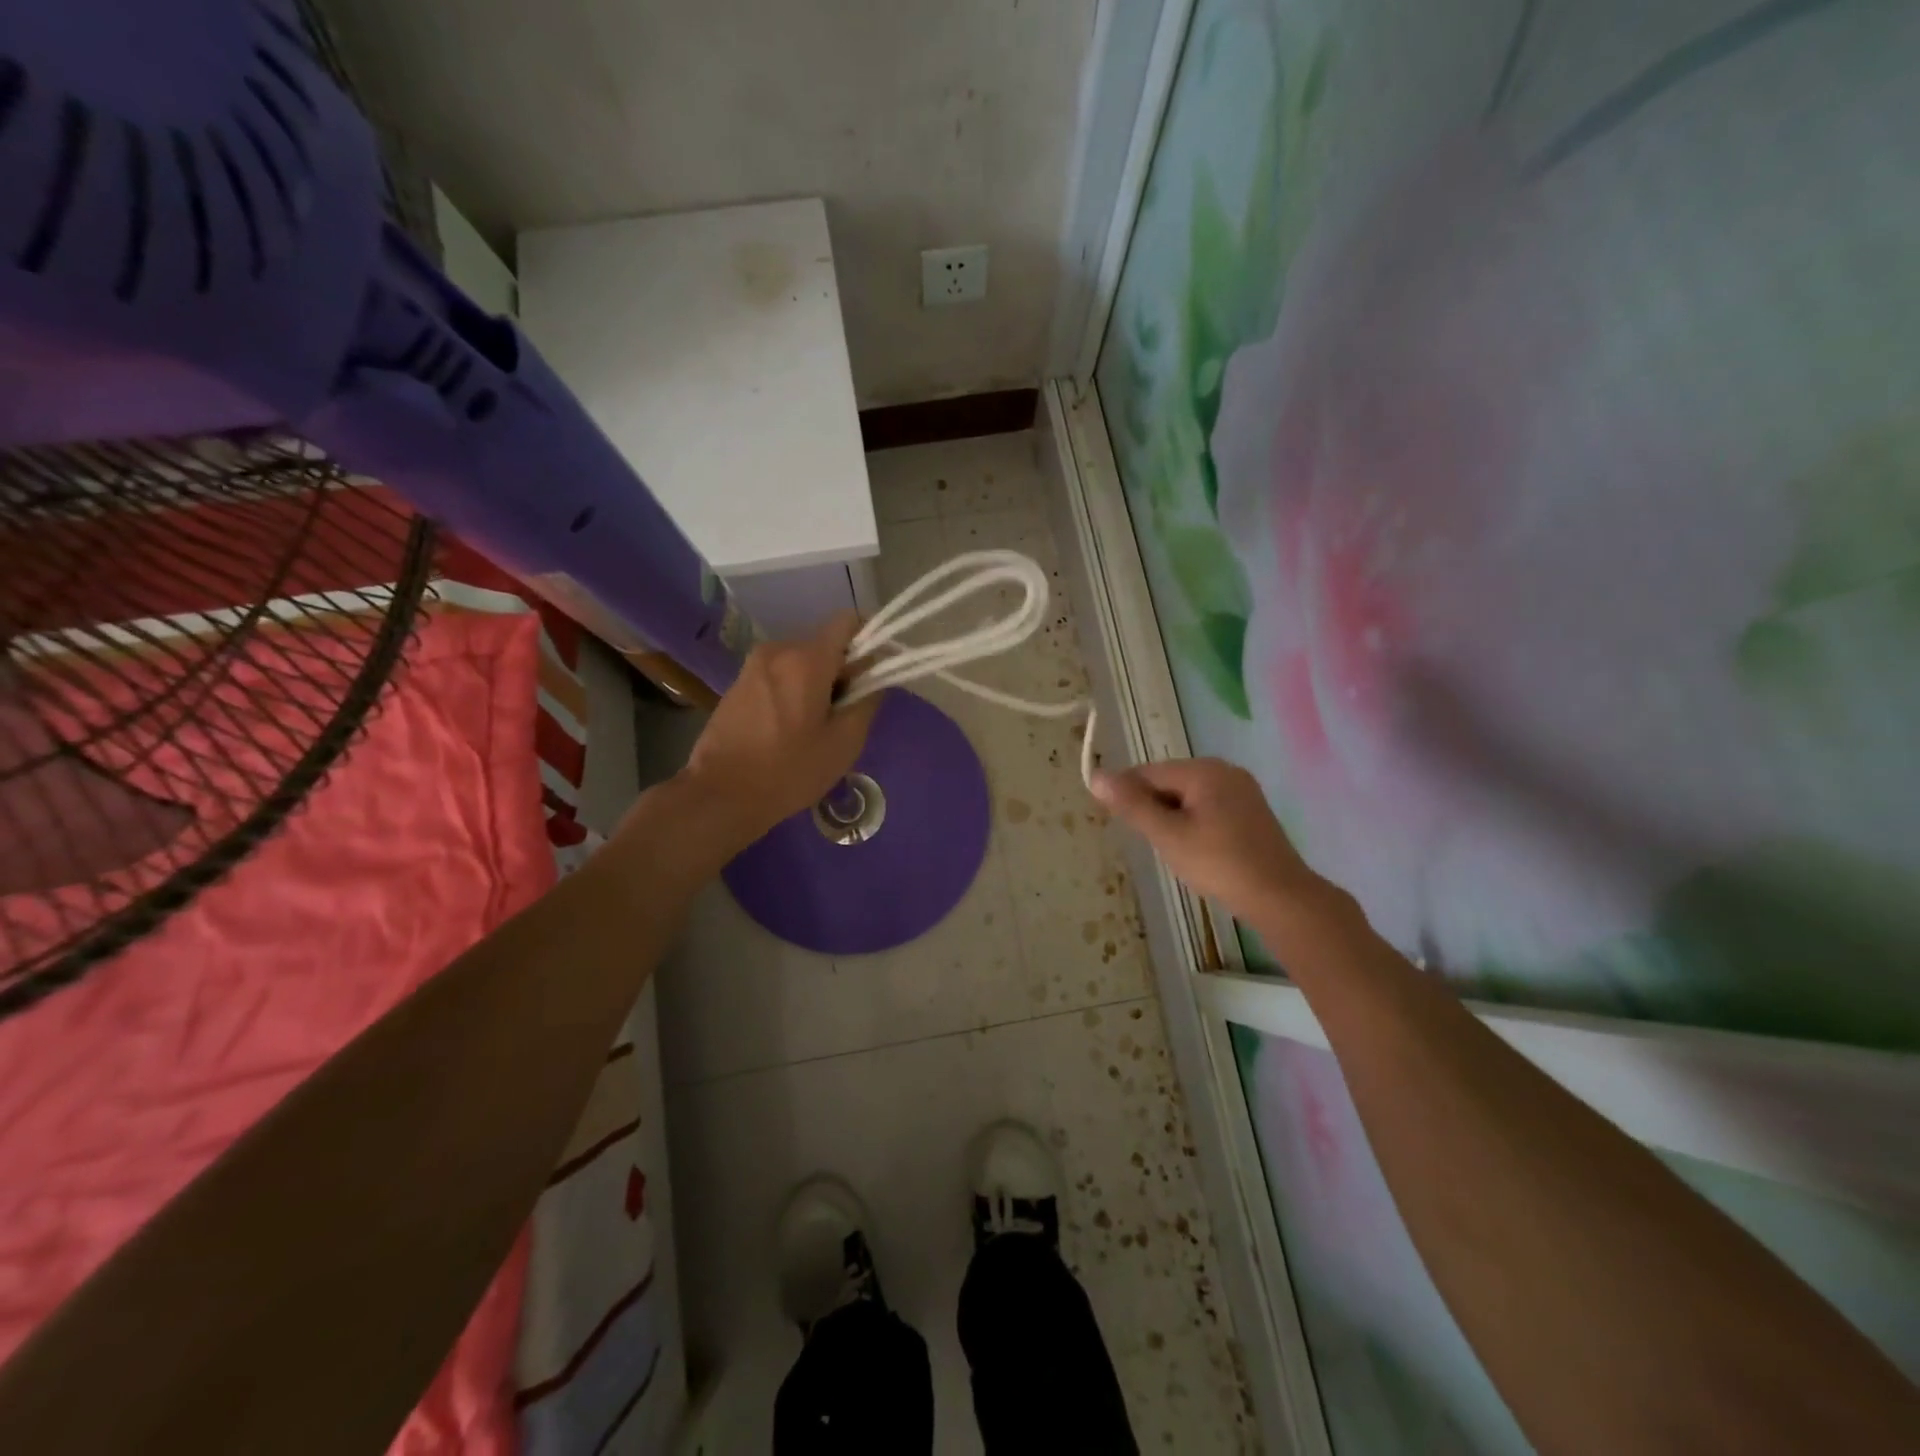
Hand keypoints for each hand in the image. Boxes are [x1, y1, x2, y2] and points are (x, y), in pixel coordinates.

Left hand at [675, 612, 880, 856]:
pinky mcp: (738, 685)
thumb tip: (875, 676)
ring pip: (802, 662)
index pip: (848, 622)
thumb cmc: (789, 770)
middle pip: (825, 645)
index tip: (874, 676)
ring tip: (816, 728)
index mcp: (806, 658)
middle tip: (846, 715)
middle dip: (843, 671)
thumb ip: (868, 700)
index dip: (869, 642)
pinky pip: (779, 676)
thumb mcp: (844, 742)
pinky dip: (794, 692)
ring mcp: (753, 666)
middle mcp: (777, 650)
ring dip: (818, 684)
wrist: (720, 795)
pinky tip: (790, 731)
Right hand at [1092, 758, 1319, 920]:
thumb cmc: (1218, 863)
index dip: (1128, 796)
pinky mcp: (1251, 812)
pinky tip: (1197, 851)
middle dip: (1154, 809)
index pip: (1149, 772)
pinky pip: (1209, 808)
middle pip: (1169, 782)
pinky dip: (1194, 825)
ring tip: (1175, 851)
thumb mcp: (1167, 835)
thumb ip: (1132, 805)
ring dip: (1173, 819)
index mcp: (1204, 770)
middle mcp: (1225, 771)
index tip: (1119, 824)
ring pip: (1188, 797)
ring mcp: (1242, 790)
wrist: (1279, 897)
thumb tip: (1096, 776)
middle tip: (1154, 844)